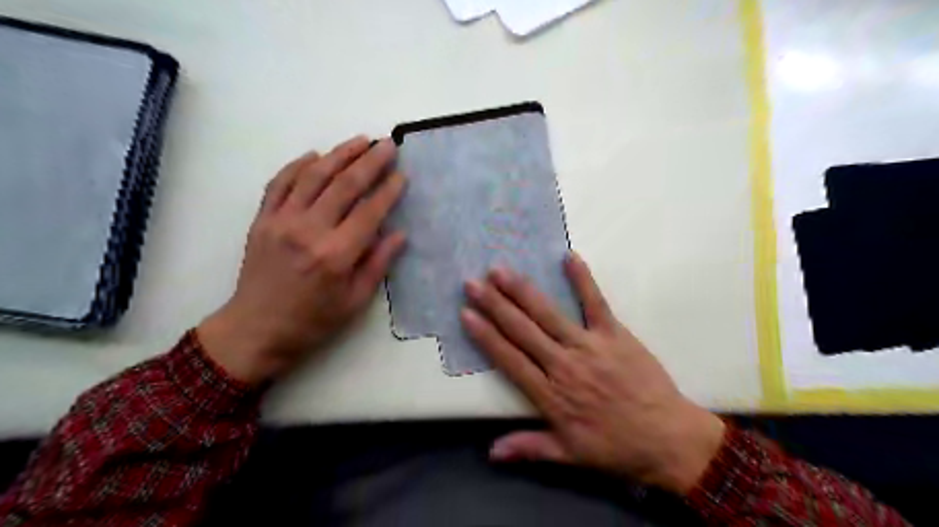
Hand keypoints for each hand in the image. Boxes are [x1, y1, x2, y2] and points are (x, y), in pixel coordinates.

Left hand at [199, 136, 404, 383]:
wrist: (256, 329)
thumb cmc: (313, 321)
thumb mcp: (355, 301)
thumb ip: (377, 264)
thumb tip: (399, 234)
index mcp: (336, 255)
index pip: (369, 212)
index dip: (388, 190)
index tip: (402, 175)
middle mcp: (308, 231)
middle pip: (344, 185)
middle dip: (370, 162)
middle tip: (387, 145)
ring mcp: (281, 221)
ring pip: (314, 176)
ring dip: (339, 154)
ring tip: (360, 141)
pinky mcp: (262, 220)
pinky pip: (280, 183)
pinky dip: (298, 165)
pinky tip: (315, 155)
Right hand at [461, 256, 723, 493]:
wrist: (668, 440)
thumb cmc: (616, 447)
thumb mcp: (569, 456)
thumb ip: (529, 448)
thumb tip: (491, 453)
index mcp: (550, 395)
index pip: (509, 359)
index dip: (485, 335)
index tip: (466, 314)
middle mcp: (564, 365)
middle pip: (522, 330)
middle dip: (495, 305)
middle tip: (473, 283)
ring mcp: (590, 346)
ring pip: (549, 314)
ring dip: (523, 291)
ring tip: (501, 270)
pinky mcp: (615, 334)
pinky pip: (596, 303)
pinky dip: (583, 280)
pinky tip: (569, 257)